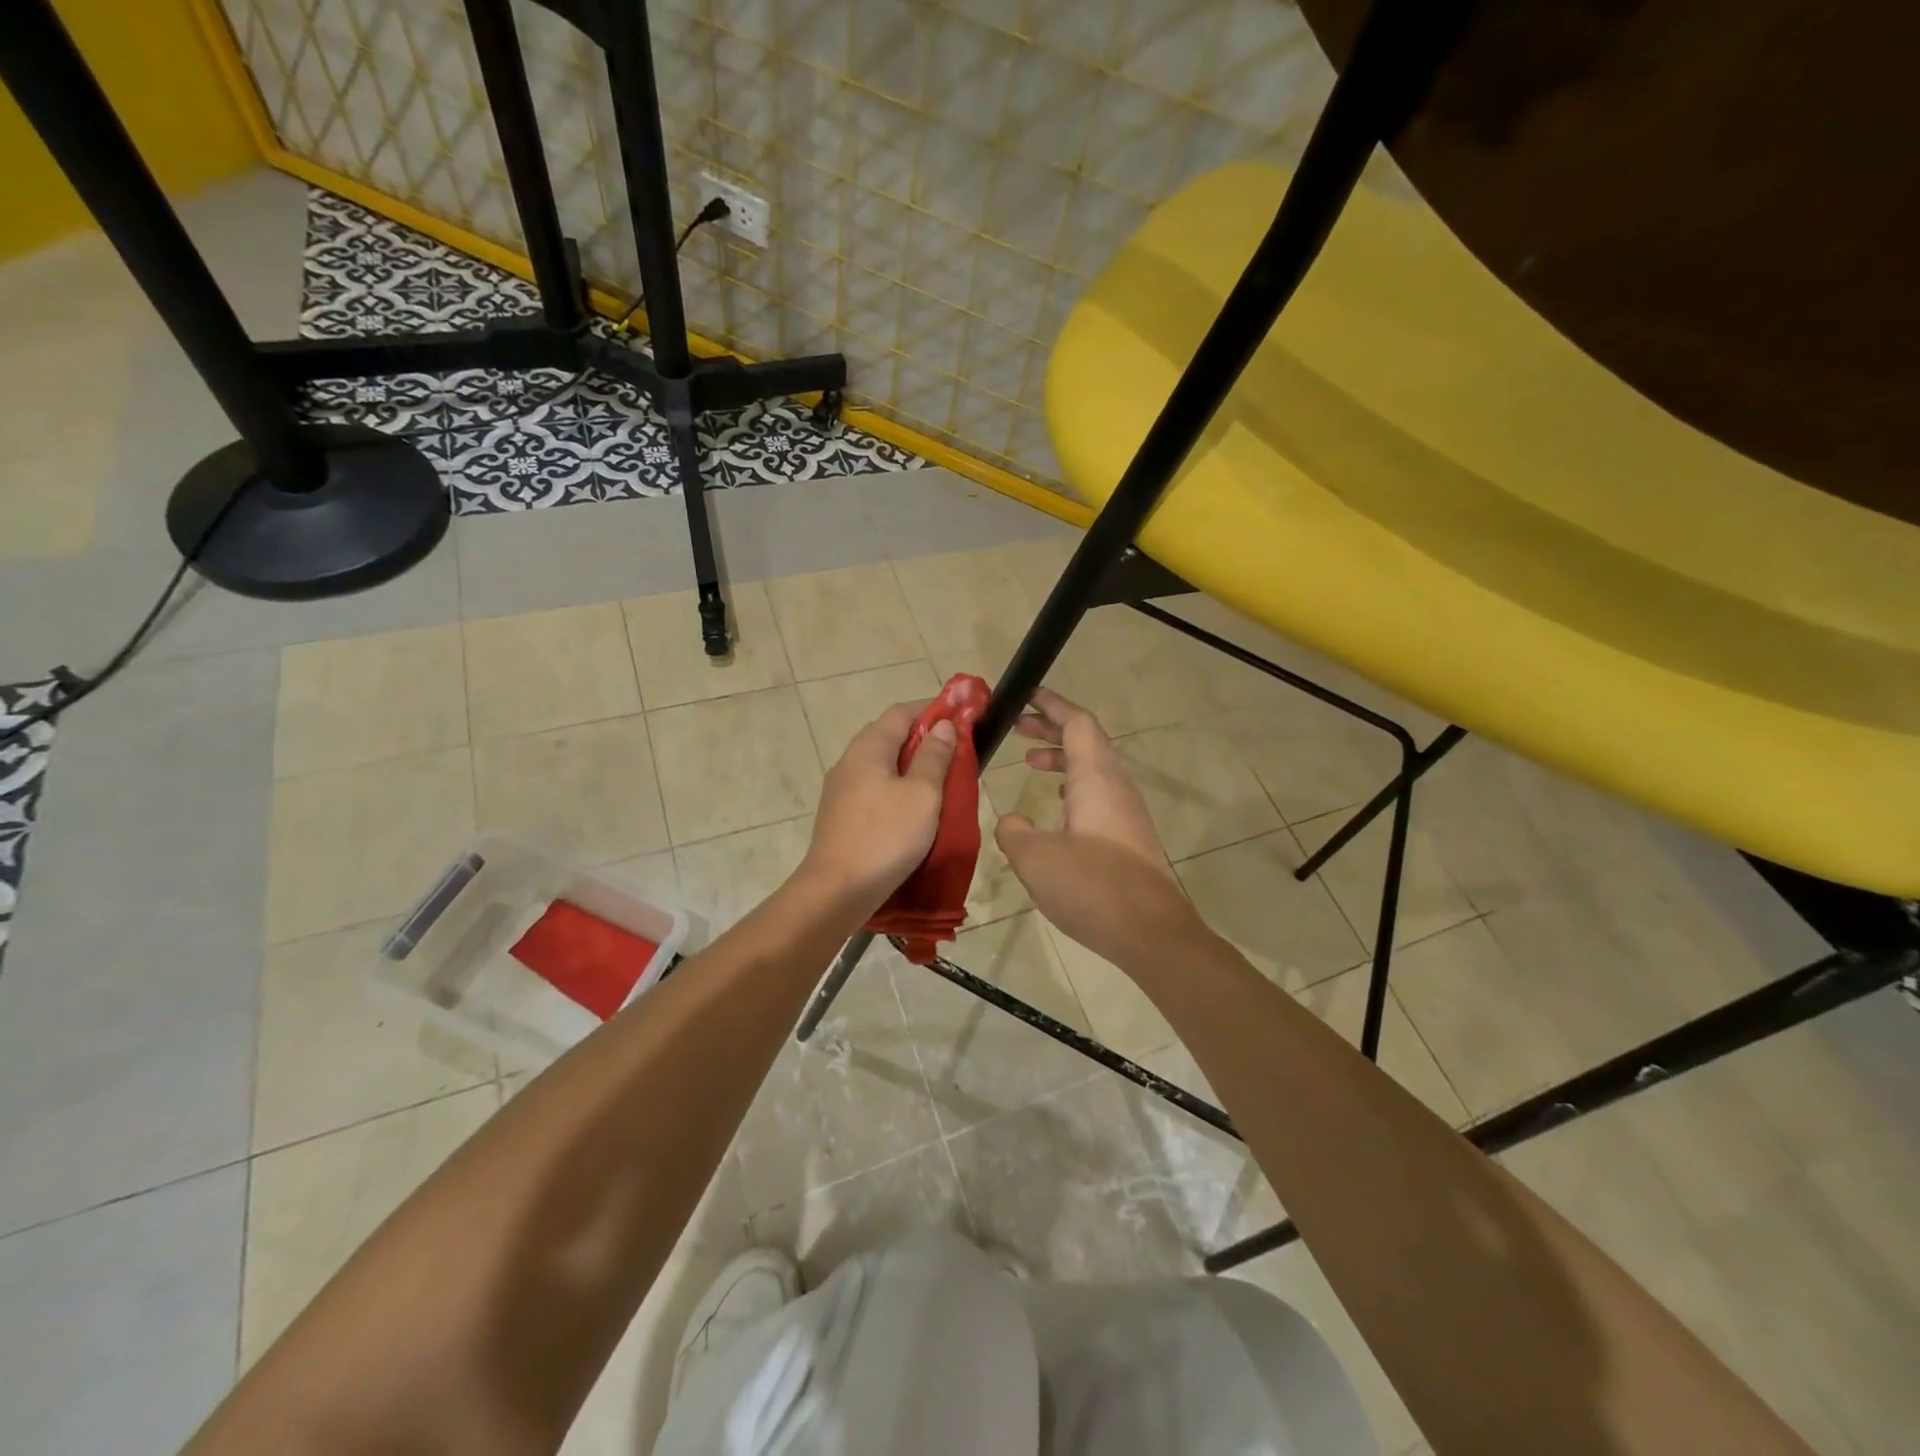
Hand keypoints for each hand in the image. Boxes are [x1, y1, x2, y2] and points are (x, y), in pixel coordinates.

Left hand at [800, 701, 956, 916]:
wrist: (837, 890)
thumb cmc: (886, 836)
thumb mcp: (922, 794)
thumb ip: (934, 756)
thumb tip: (943, 724)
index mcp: (869, 747)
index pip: (902, 712)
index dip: (933, 710)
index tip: (962, 720)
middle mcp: (850, 760)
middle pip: (890, 736)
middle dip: (924, 740)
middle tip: (956, 755)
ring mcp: (841, 789)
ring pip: (882, 765)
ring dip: (911, 767)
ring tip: (940, 784)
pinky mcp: (840, 815)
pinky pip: (874, 789)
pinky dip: (897, 789)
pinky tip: (914, 810)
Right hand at [994, 689, 1202, 966]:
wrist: (1151, 933)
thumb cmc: (1092, 886)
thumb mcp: (1035, 857)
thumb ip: (1014, 831)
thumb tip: (1012, 821)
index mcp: (1096, 778)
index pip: (1077, 722)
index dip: (1051, 705)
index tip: (1026, 695)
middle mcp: (1116, 786)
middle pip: (1085, 741)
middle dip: (1051, 729)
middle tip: (1017, 727)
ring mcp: (1126, 812)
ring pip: (1092, 769)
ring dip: (1061, 759)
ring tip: (1030, 763)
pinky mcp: (1128, 837)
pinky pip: (1098, 794)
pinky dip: (1072, 788)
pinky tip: (1055, 810)